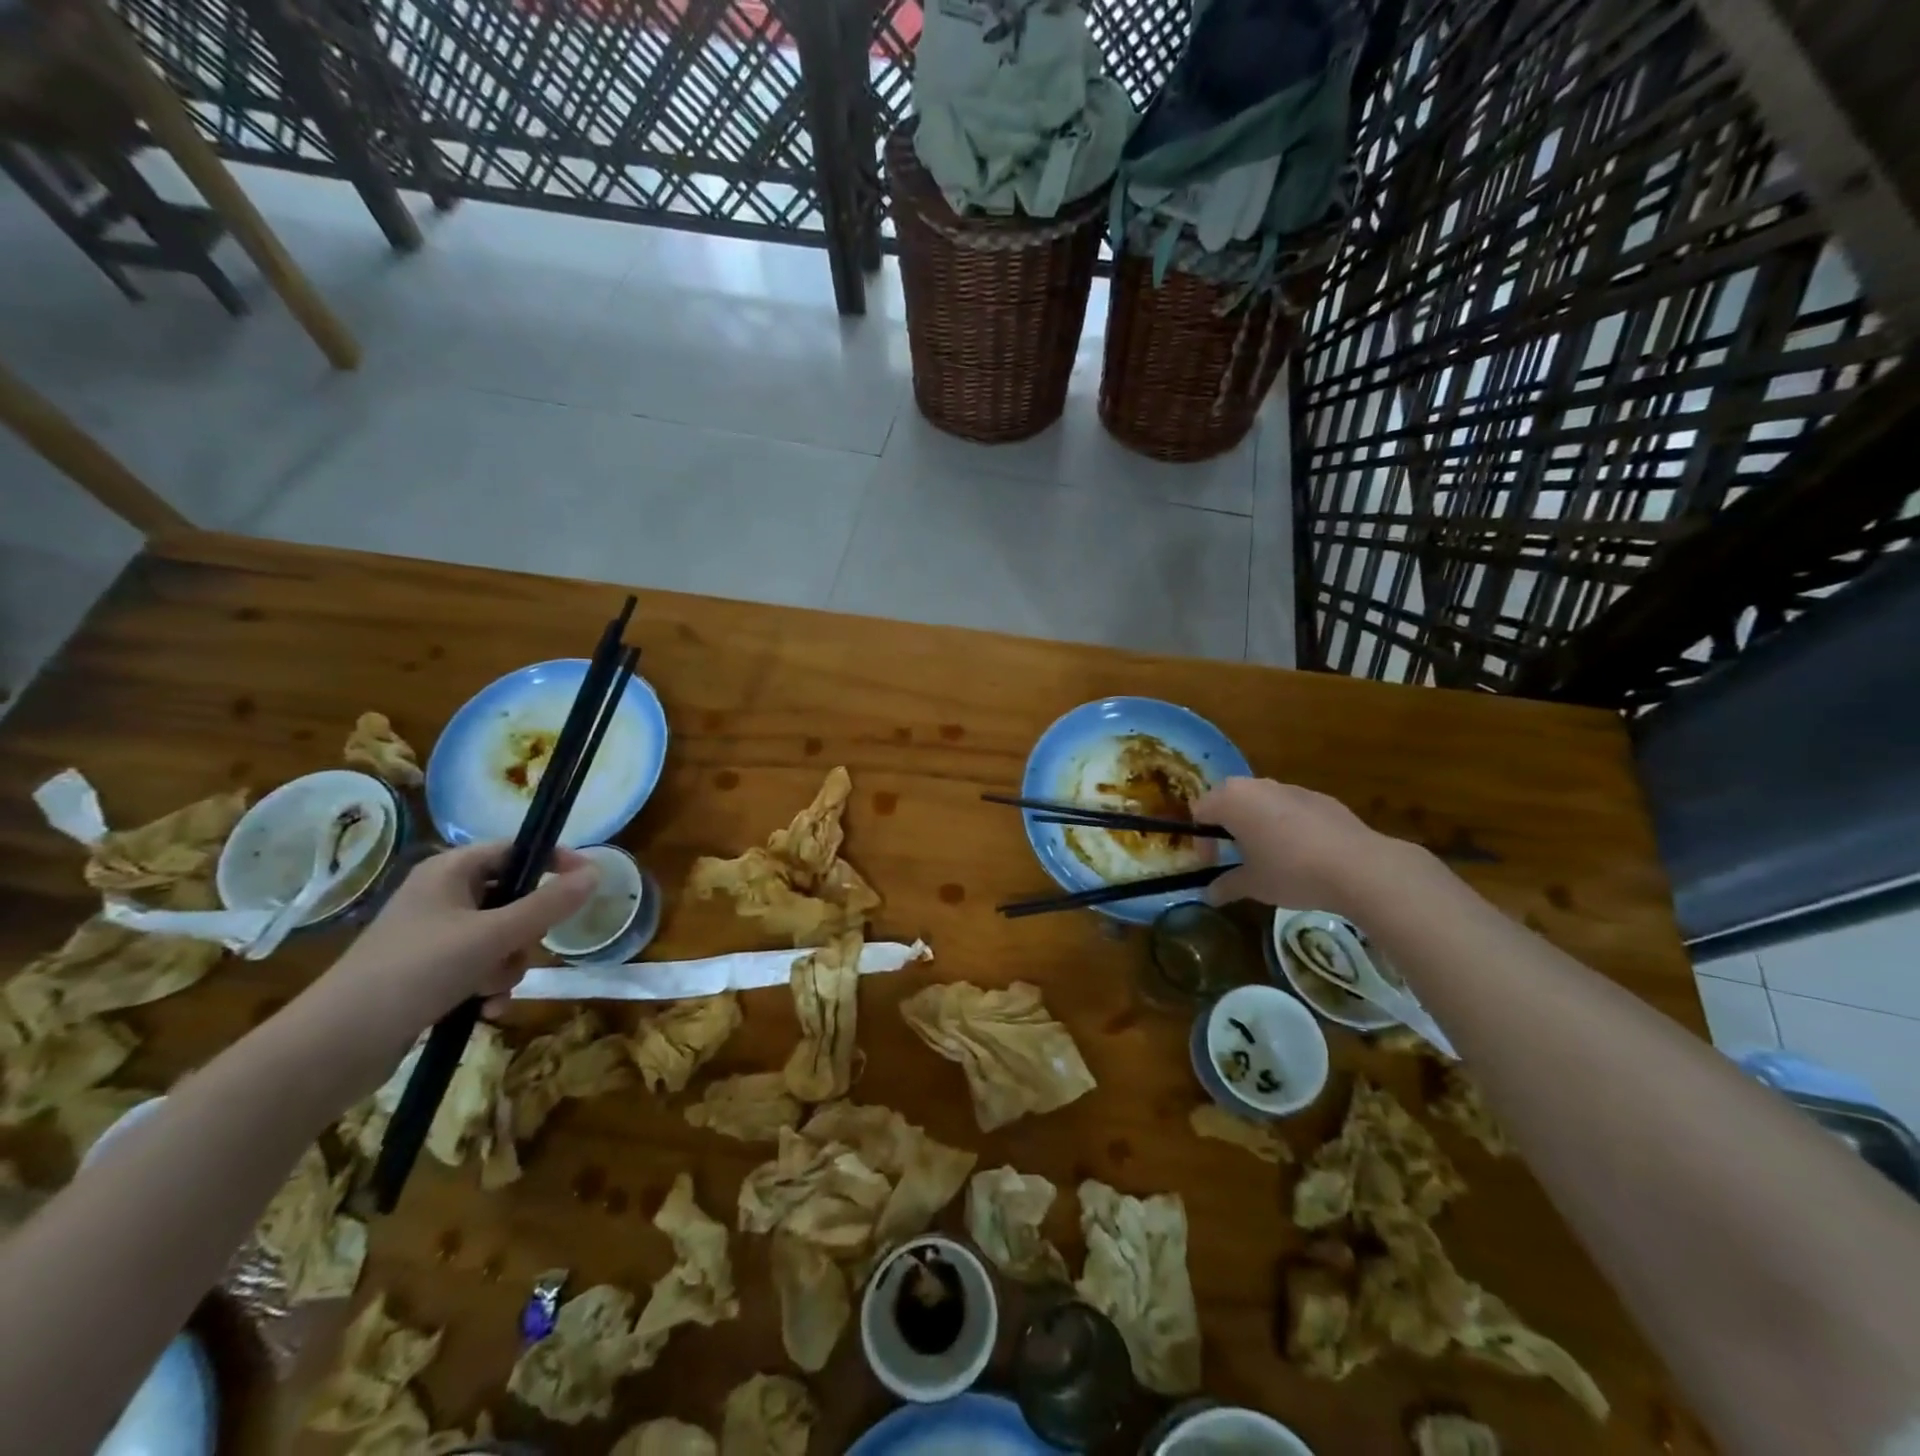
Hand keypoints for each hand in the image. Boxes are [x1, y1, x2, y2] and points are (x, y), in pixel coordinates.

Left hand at [314, 842, 597, 1035]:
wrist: (333, 1047)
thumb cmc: (416, 972)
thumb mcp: (494, 935)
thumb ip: (550, 904)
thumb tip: (597, 872)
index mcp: (450, 871)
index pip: (516, 849)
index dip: (553, 862)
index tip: (586, 884)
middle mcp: (441, 896)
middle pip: (513, 899)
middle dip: (525, 934)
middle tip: (518, 952)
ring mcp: (432, 936)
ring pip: (501, 939)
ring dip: (507, 966)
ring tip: (489, 991)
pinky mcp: (426, 973)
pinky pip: (479, 968)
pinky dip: (488, 988)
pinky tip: (484, 1013)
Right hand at [1195, 778, 1413, 916]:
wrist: (1358, 866)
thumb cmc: (1291, 872)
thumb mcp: (1253, 885)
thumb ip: (1226, 886)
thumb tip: (1209, 894)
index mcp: (1232, 801)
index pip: (1200, 811)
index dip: (1201, 839)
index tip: (1212, 864)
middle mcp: (1257, 786)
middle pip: (1228, 799)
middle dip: (1225, 825)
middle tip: (1233, 854)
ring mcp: (1290, 787)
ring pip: (1260, 801)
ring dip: (1255, 822)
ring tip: (1268, 854)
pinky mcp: (1319, 797)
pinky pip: (1289, 806)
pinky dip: (1285, 823)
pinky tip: (1302, 852)